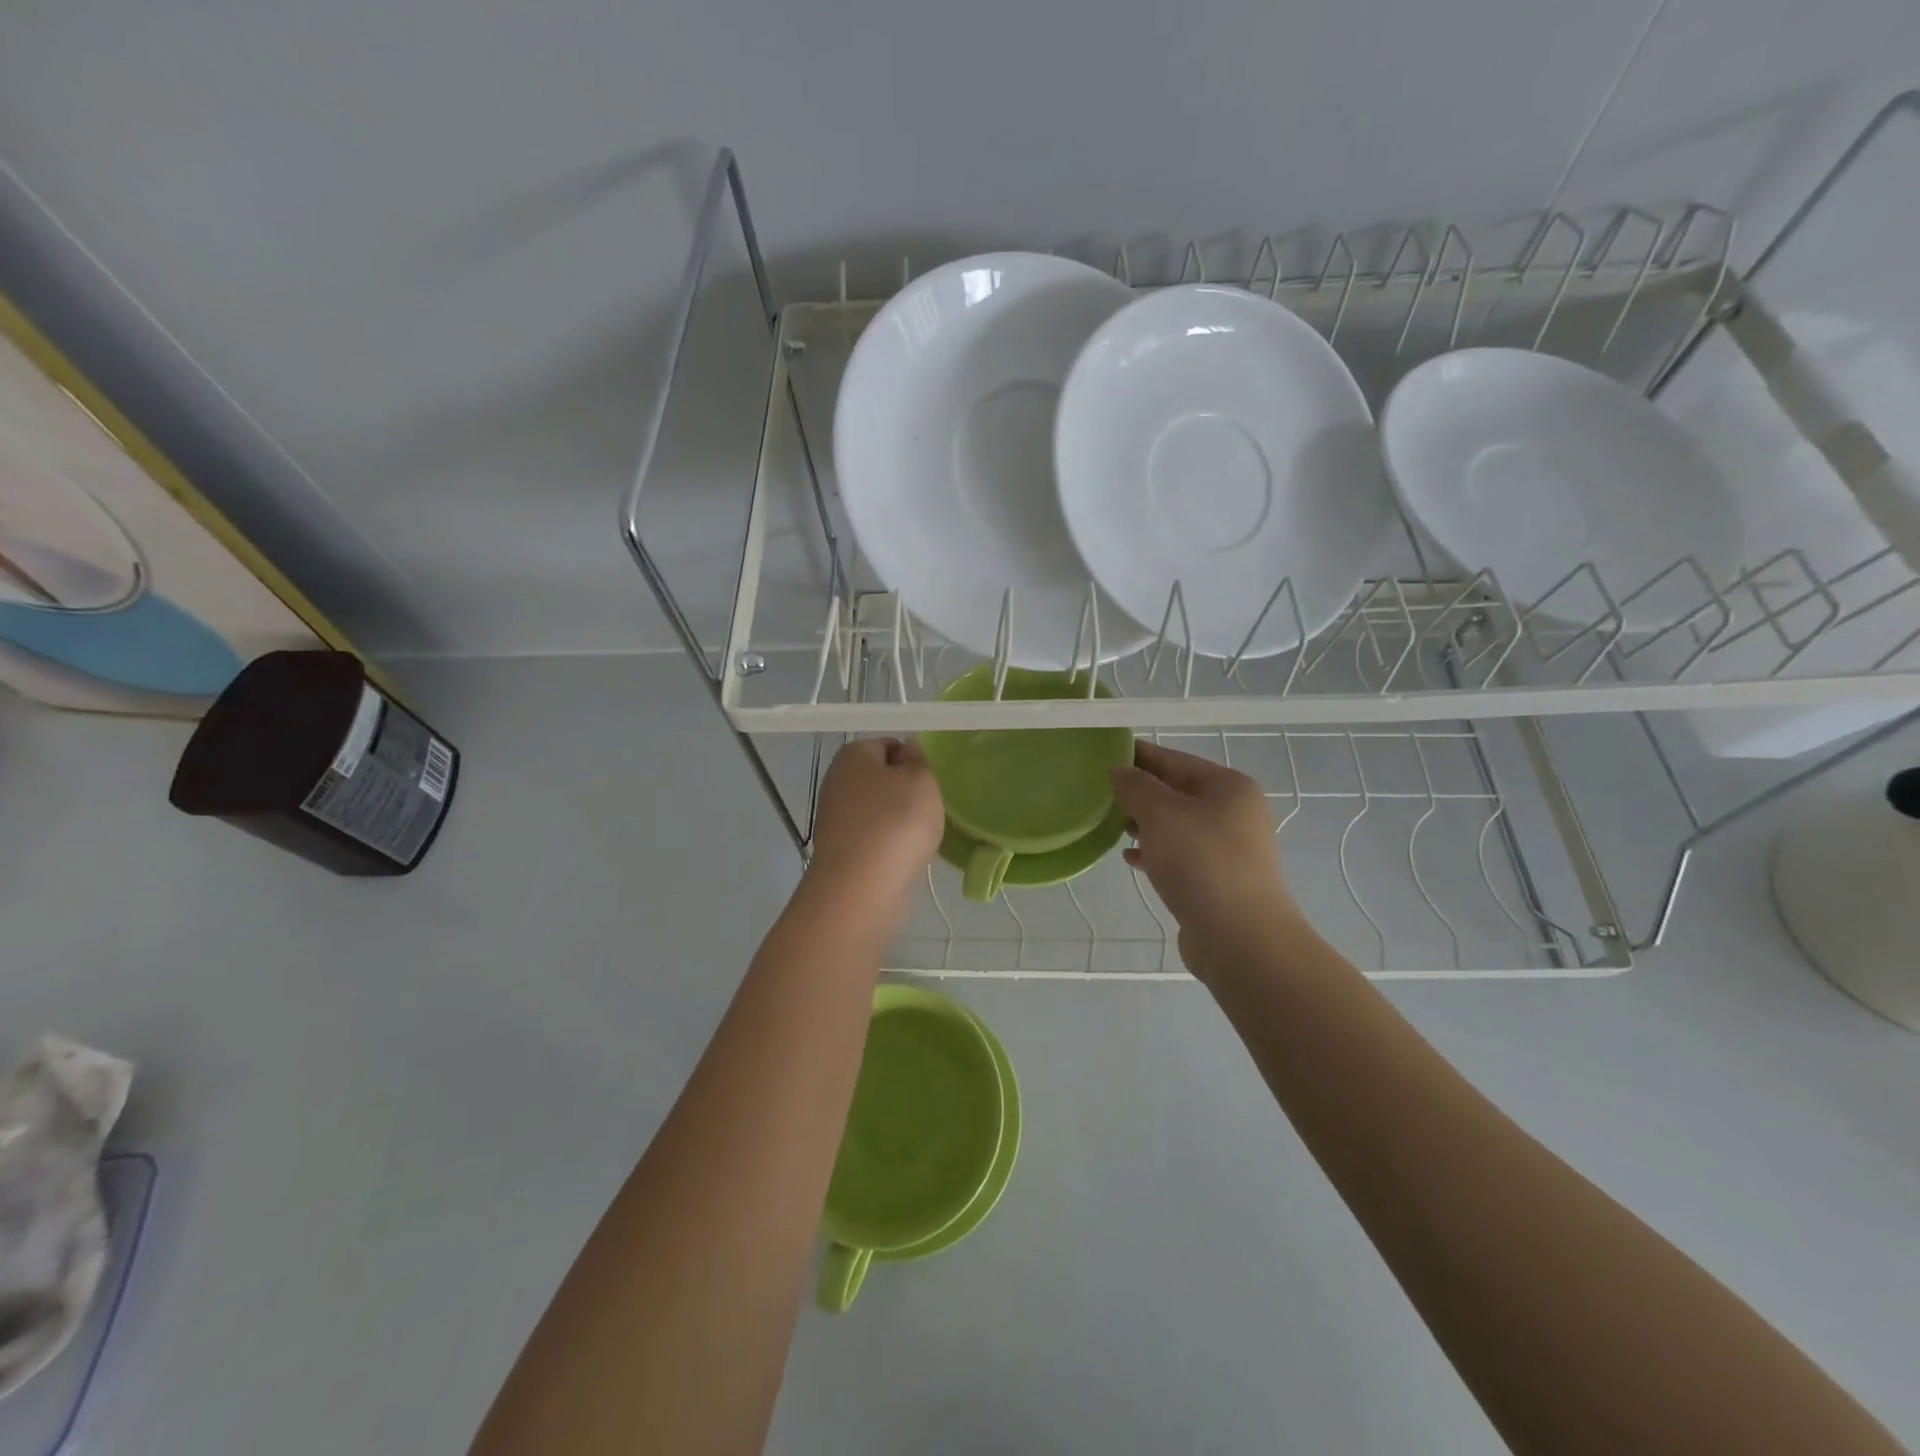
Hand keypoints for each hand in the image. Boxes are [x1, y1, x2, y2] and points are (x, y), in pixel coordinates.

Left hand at [805, 738, 944, 908]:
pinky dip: (889, 844)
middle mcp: (837, 780)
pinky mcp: (839, 850)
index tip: (932, 782)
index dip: (915, 760)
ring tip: (922, 836)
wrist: (861, 888)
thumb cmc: (895, 822)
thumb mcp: (922, 780)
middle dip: (907, 792)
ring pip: (878, 810)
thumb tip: (908, 752)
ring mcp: (835, 817)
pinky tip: (906, 856)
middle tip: (931, 808)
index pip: (890, 744)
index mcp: (853, 754)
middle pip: (882, 778)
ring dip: (900, 821)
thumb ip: (919, 760)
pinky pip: (873, 837)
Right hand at [1111, 741, 1306, 979]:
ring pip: (1177, 826)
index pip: (1174, 759)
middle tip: (1101, 794)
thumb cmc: (1200, 862)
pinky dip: (1156, 852)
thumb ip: (1136, 786)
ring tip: (1112, 826)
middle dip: (1140, 793)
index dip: (1139, 755)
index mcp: (1228, 786)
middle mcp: (1235, 812)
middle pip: (1178, 792)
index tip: (1105, 754)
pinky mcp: (1219, 881)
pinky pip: (1181, 856)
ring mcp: (1230, 849)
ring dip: (1145, 824)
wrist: (1240, 937)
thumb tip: (1121, 771)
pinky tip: (1131, 859)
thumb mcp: (1160, 813)